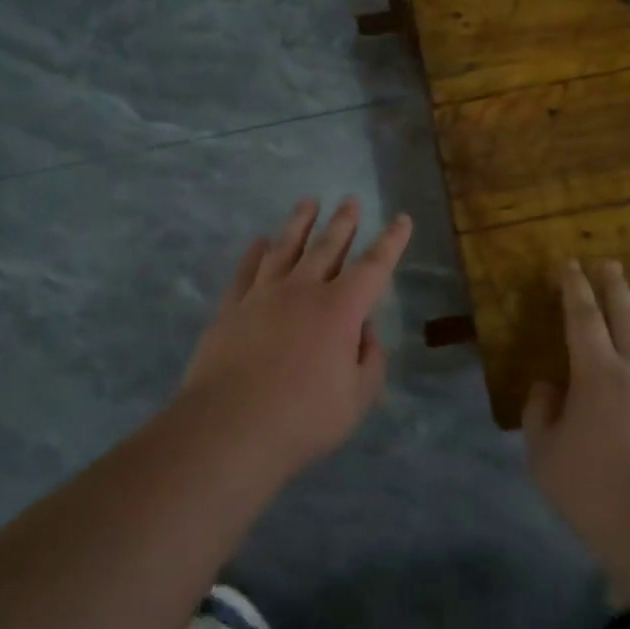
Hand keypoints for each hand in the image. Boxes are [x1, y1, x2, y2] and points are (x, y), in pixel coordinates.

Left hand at [179, 197, 412, 473]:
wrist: (229, 428)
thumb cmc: (303, 419)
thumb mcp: (357, 397)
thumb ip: (369, 359)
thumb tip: (364, 330)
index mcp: (340, 309)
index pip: (374, 266)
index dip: (391, 242)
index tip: (400, 219)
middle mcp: (303, 290)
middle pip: (327, 246)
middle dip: (343, 222)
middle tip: (350, 200)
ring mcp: (263, 295)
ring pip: (285, 247)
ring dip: (300, 223)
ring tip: (308, 203)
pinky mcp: (231, 308)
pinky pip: (246, 270)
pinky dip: (255, 252)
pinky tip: (260, 241)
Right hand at [523, 260, 629, 568]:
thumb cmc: (595, 494)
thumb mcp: (544, 457)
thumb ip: (540, 414)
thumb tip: (547, 386)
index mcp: (596, 374)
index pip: (583, 317)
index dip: (574, 288)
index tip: (568, 266)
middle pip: (626, 316)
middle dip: (614, 286)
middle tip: (608, 264)